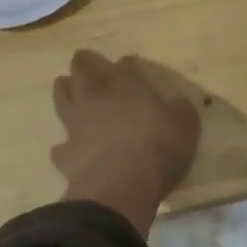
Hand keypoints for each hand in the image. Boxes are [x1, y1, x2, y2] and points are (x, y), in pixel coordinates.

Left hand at [51, 51, 201, 233]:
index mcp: (128, 85)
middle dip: (83, 63)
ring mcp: (78, 124)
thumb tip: (177, 105)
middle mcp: (99, 98)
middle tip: (82, 60)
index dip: (127, 64)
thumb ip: (180, 110)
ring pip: (63, 98)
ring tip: (63, 85)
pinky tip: (65, 148)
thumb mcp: (186, 125)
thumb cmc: (158, 148)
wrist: (121, 186)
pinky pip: (60, 146)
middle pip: (84, 70)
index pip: (125, 64)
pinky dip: (63, 146)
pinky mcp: (66, 155)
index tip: (128, 64)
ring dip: (63, 90)